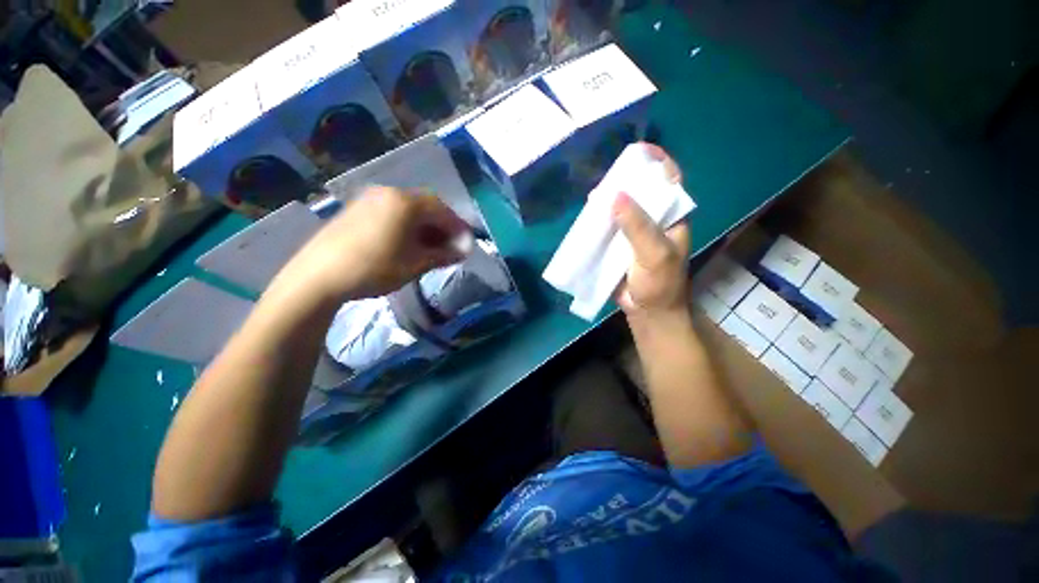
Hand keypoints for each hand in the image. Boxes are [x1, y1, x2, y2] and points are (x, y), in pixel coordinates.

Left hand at [270, 187, 468, 304]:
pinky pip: (384, 214)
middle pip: (421, 205)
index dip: (456, 226)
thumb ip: (441, 254)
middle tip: (446, 249)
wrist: (320, 274)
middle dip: (437, 226)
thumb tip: (463, 249)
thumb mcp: (412, 265)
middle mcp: (388, 192)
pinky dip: (397, 227)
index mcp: (406, 201)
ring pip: (401, 210)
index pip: (440, 208)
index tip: (466, 246)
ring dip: (417, 227)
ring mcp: (366, 200)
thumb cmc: (373, 268)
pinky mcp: (351, 211)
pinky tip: (395, 247)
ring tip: (422, 251)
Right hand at [612, 144, 690, 321]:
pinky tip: (589, 208)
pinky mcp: (619, 241)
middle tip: (611, 170)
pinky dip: (599, 213)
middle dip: (628, 176)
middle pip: (643, 187)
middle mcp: (655, 217)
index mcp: (673, 217)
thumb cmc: (661, 284)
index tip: (642, 149)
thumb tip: (614, 193)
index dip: (659, 161)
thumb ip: (637, 225)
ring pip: (623, 203)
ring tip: (596, 189)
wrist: (648, 314)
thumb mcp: (655, 253)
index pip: (671, 181)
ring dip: (610, 194)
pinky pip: (609, 220)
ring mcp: (636, 228)